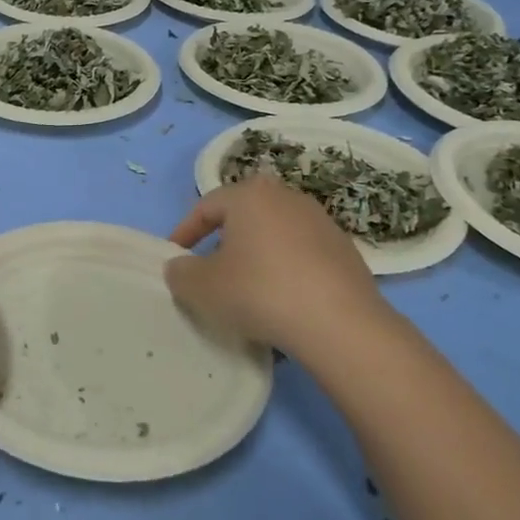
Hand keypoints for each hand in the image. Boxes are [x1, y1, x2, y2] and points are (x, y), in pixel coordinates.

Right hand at [166, 177, 402, 377]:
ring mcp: (321, 222)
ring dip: (256, 257)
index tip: (175, 259)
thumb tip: (180, 266)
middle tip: (209, 271)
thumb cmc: (259, 292)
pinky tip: (282, 302)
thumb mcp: (202, 288)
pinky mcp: (345, 250)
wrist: (340, 324)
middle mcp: (286, 197)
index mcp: (250, 195)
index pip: (206, 206)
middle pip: (243, 216)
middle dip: (222, 241)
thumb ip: (181, 273)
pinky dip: (285, 271)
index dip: (185, 232)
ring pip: (274, 235)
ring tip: (246, 289)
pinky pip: (301, 255)